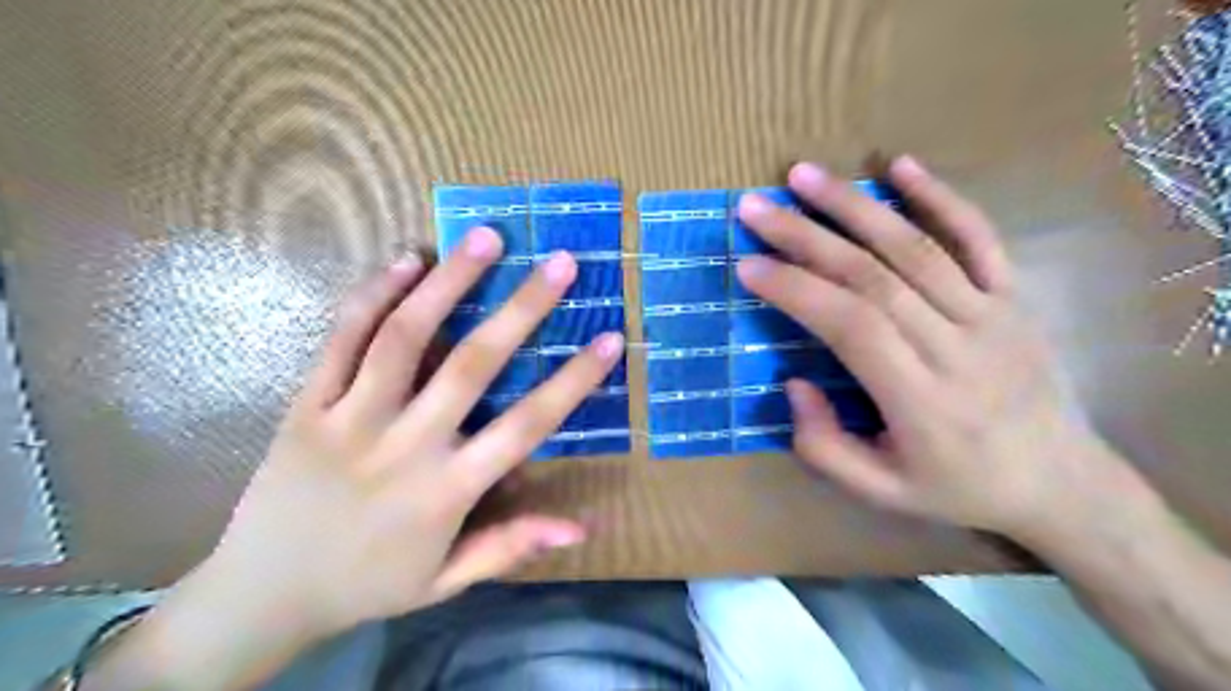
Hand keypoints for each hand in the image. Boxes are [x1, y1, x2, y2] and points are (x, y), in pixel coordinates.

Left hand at [191, 228, 624, 642]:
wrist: (262, 592)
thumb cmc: (368, 583)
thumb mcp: (446, 580)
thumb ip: (511, 546)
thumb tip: (582, 529)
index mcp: (447, 490)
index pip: (526, 426)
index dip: (574, 381)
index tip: (610, 339)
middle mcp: (404, 445)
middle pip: (472, 364)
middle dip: (523, 308)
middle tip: (560, 262)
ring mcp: (350, 419)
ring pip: (404, 336)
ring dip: (449, 281)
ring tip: (485, 238)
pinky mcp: (307, 404)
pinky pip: (342, 339)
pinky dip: (375, 294)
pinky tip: (407, 260)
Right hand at [735, 157, 1123, 540]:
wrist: (1062, 483)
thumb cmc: (959, 488)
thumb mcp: (881, 493)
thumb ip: (824, 446)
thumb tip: (794, 382)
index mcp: (922, 400)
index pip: (851, 325)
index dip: (797, 290)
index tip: (748, 265)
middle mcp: (957, 347)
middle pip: (873, 276)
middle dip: (806, 236)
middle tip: (755, 208)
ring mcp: (992, 314)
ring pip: (915, 247)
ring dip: (855, 205)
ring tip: (803, 176)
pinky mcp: (1014, 297)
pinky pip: (978, 236)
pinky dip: (940, 196)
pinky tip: (900, 164)